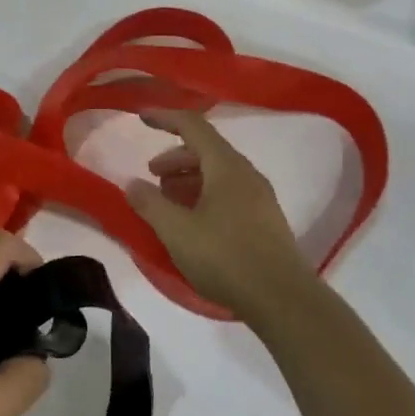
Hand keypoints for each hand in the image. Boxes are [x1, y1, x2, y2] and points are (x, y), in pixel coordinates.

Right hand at [126, 108, 320, 325]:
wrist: (282, 298)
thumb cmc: (225, 257)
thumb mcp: (177, 231)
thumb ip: (150, 204)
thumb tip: (132, 183)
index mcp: (226, 166)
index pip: (193, 126)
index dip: (165, 118)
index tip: (141, 117)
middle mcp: (246, 174)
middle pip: (206, 150)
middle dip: (174, 157)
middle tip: (152, 176)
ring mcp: (259, 197)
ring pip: (218, 173)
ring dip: (188, 179)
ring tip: (168, 201)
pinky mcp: (264, 220)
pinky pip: (229, 193)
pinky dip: (204, 195)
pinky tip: (193, 222)